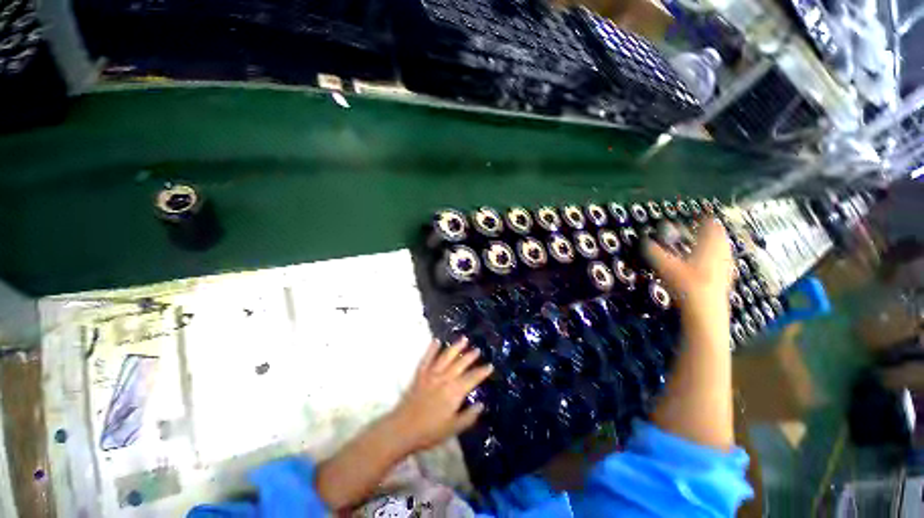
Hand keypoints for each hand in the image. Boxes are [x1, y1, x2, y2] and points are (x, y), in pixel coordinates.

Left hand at [389, 337, 493, 452]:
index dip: (482, 372)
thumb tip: (481, 405)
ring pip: (446, 357)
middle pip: (460, 364)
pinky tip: (437, 340)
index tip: (490, 365)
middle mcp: (445, 379)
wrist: (403, 429)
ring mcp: (431, 374)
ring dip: (455, 347)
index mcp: (455, 392)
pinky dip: (432, 349)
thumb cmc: (430, 431)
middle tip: (478, 349)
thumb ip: (469, 416)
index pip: (472, 378)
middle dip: (470, 356)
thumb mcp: (453, 428)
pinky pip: (427, 358)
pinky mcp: (420, 374)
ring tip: (464, 339)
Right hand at [645, 218, 734, 315]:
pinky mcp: (726, 279)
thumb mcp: (665, 266)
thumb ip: (653, 252)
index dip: (704, 218)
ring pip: (724, 249)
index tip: (698, 215)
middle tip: (701, 228)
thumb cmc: (686, 283)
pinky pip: (724, 262)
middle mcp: (721, 253)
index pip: (711, 225)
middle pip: (720, 236)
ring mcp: (726, 266)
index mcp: (709, 245)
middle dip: (711, 231)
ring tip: (705, 244)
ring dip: (716, 244)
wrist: (705, 310)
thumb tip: (643, 241)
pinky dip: (718, 258)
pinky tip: (710, 264)